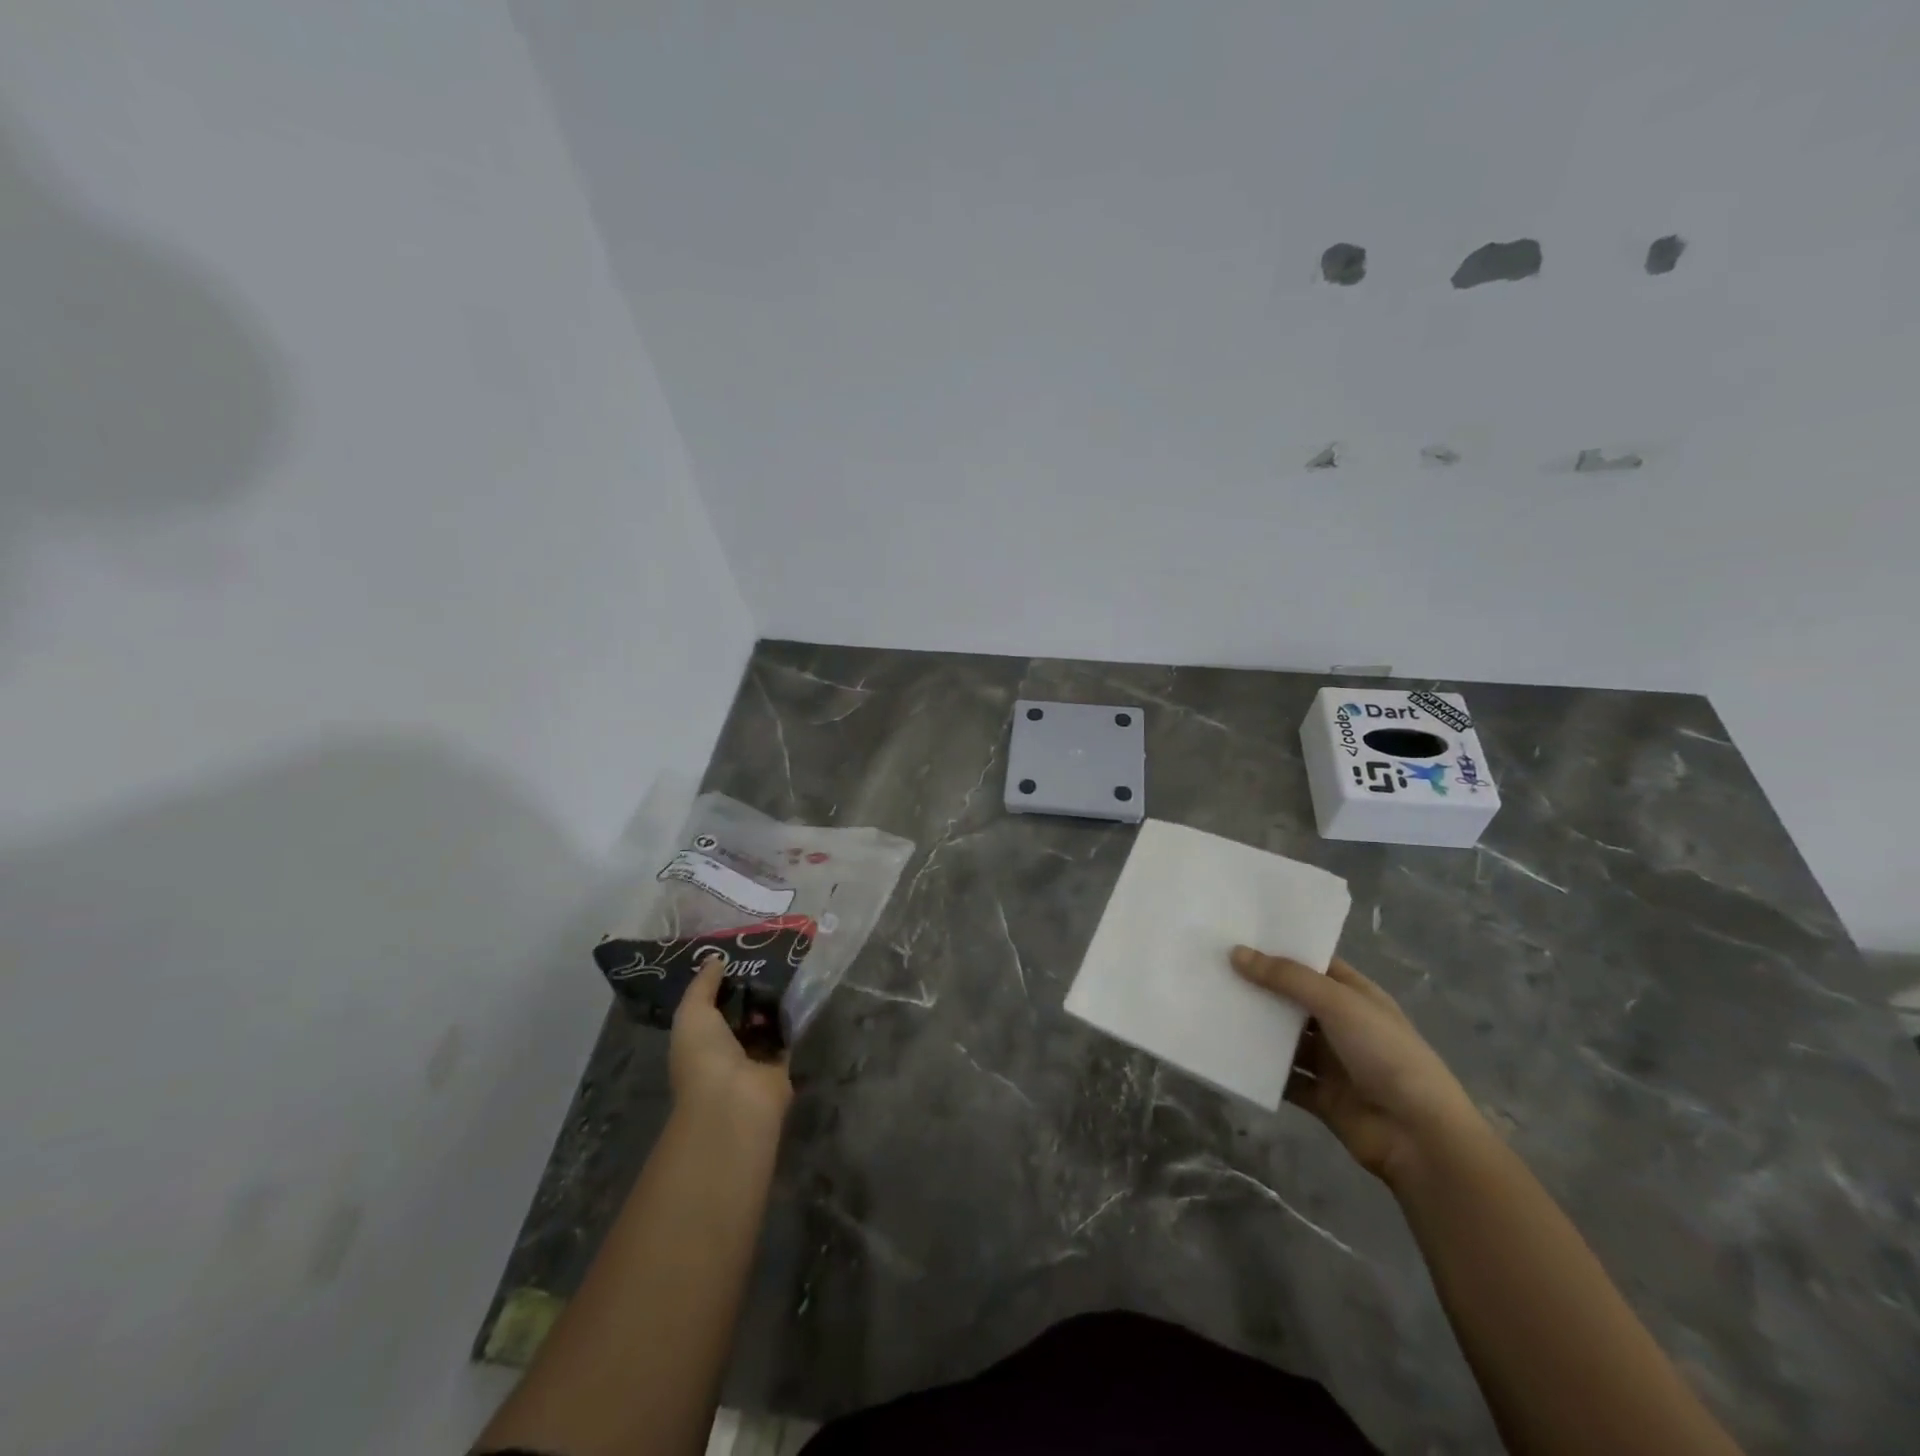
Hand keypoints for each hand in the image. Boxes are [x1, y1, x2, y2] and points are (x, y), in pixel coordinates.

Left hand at [670, 959, 792, 1126]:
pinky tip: (801, 990)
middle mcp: (725, 1050)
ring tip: (787, 966)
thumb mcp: (693, 1013)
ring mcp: (754, 1059)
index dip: (720, 984)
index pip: (709, 1008)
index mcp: (698, 1041)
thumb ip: (703, 985)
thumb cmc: (704, 1056)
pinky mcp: (781, 1064)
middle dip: (751, 991)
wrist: (735, 1099)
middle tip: (768, 957)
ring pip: (765, 1023)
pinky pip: (787, 1035)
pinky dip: (792, 1018)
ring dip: (773, 1002)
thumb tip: (716, 958)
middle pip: (740, 1014)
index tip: (737, 956)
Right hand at [1231, 946, 1482, 1185]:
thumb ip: (1286, 978)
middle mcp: (1342, 1024)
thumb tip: (1236, 953)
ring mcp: (1331, 1062)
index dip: (1279, 950)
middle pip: (1293, 999)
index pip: (1313, 964)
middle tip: (1211, 967)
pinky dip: (1259, 1069)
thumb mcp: (1337, 1003)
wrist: (1419, 1137)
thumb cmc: (1385, 1054)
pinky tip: (1225, 1053)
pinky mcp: (1319, 1096)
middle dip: (1258, 986)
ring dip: (1255, 1027)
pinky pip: (1282, 1077)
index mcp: (1355, 995)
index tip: (1236, 936)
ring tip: (1210, 1006)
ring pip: (1284, 1038)